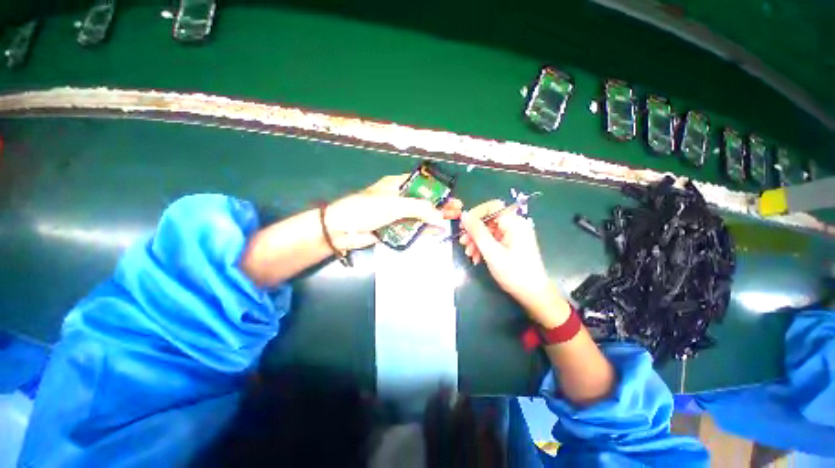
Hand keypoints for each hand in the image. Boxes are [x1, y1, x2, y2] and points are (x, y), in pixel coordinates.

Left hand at [326, 174, 462, 249]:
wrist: (341, 229)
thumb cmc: (366, 209)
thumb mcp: (394, 205)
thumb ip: (419, 209)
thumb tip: (440, 216)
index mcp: (397, 185)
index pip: (422, 185)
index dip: (438, 190)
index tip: (452, 196)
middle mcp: (399, 198)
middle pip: (424, 201)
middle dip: (440, 205)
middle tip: (458, 210)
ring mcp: (397, 214)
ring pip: (420, 215)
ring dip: (435, 218)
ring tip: (453, 220)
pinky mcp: (394, 228)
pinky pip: (412, 228)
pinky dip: (424, 229)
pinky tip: (437, 231)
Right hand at [460, 201, 566, 325]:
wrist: (532, 294)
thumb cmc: (513, 272)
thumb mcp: (491, 251)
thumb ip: (477, 231)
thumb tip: (464, 214)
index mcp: (514, 222)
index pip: (491, 207)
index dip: (475, 214)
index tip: (463, 227)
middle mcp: (515, 225)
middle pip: (489, 220)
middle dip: (474, 231)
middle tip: (463, 243)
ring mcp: (514, 235)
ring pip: (489, 231)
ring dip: (477, 241)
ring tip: (469, 254)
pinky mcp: (512, 243)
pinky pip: (494, 239)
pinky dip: (484, 247)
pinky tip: (477, 258)